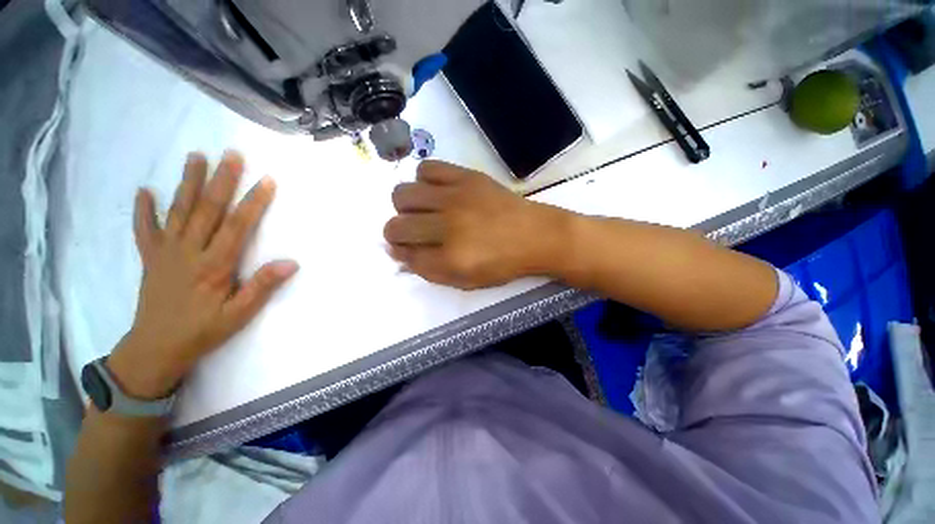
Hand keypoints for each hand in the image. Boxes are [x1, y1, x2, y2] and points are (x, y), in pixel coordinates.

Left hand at [108, 151, 298, 399]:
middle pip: (207, 210)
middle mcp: (188, 251)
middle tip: (231, 154)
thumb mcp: (240, 314)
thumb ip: (263, 286)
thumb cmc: (203, 330)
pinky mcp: (150, 258)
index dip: (253, 203)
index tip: (266, 180)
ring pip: (178, 211)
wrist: (156, 348)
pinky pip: (144, 230)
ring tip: (195, 157)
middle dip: (221, 180)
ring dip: (187, 183)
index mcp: (214, 265)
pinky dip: (144, 210)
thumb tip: (291, 263)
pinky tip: (145, 191)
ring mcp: (165, 252)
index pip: (237, 226)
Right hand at [384, 161, 568, 289]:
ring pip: (403, 194)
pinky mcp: (466, 177)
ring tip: (422, 210)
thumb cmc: (503, 263)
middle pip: (396, 226)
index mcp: (451, 258)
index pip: (405, 255)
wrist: (536, 235)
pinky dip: (423, 180)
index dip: (400, 253)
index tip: (403, 249)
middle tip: (412, 232)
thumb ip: (431, 271)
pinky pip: (427, 168)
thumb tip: (400, 254)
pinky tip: (435, 191)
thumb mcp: (467, 280)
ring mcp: (456, 197)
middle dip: (396, 233)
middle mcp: (448, 226)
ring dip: (405, 207)